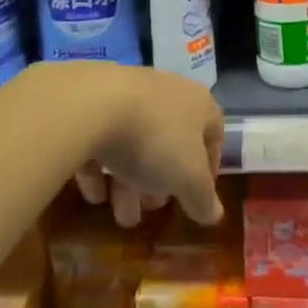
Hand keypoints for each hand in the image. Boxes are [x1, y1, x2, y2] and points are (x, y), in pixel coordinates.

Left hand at [53, 63, 225, 226]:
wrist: (94, 105)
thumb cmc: (155, 139)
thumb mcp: (187, 178)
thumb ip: (202, 198)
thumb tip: (214, 215)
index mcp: (199, 104)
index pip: (214, 135)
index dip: (209, 169)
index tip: (197, 198)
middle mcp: (169, 92)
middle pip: (171, 142)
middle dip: (163, 181)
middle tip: (153, 207)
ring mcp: (131, 93)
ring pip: (136, 142)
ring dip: (130, 181)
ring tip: (121, 215)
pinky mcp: (95, 100)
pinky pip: (105, 137)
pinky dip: (101, 167)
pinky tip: (93, 194)